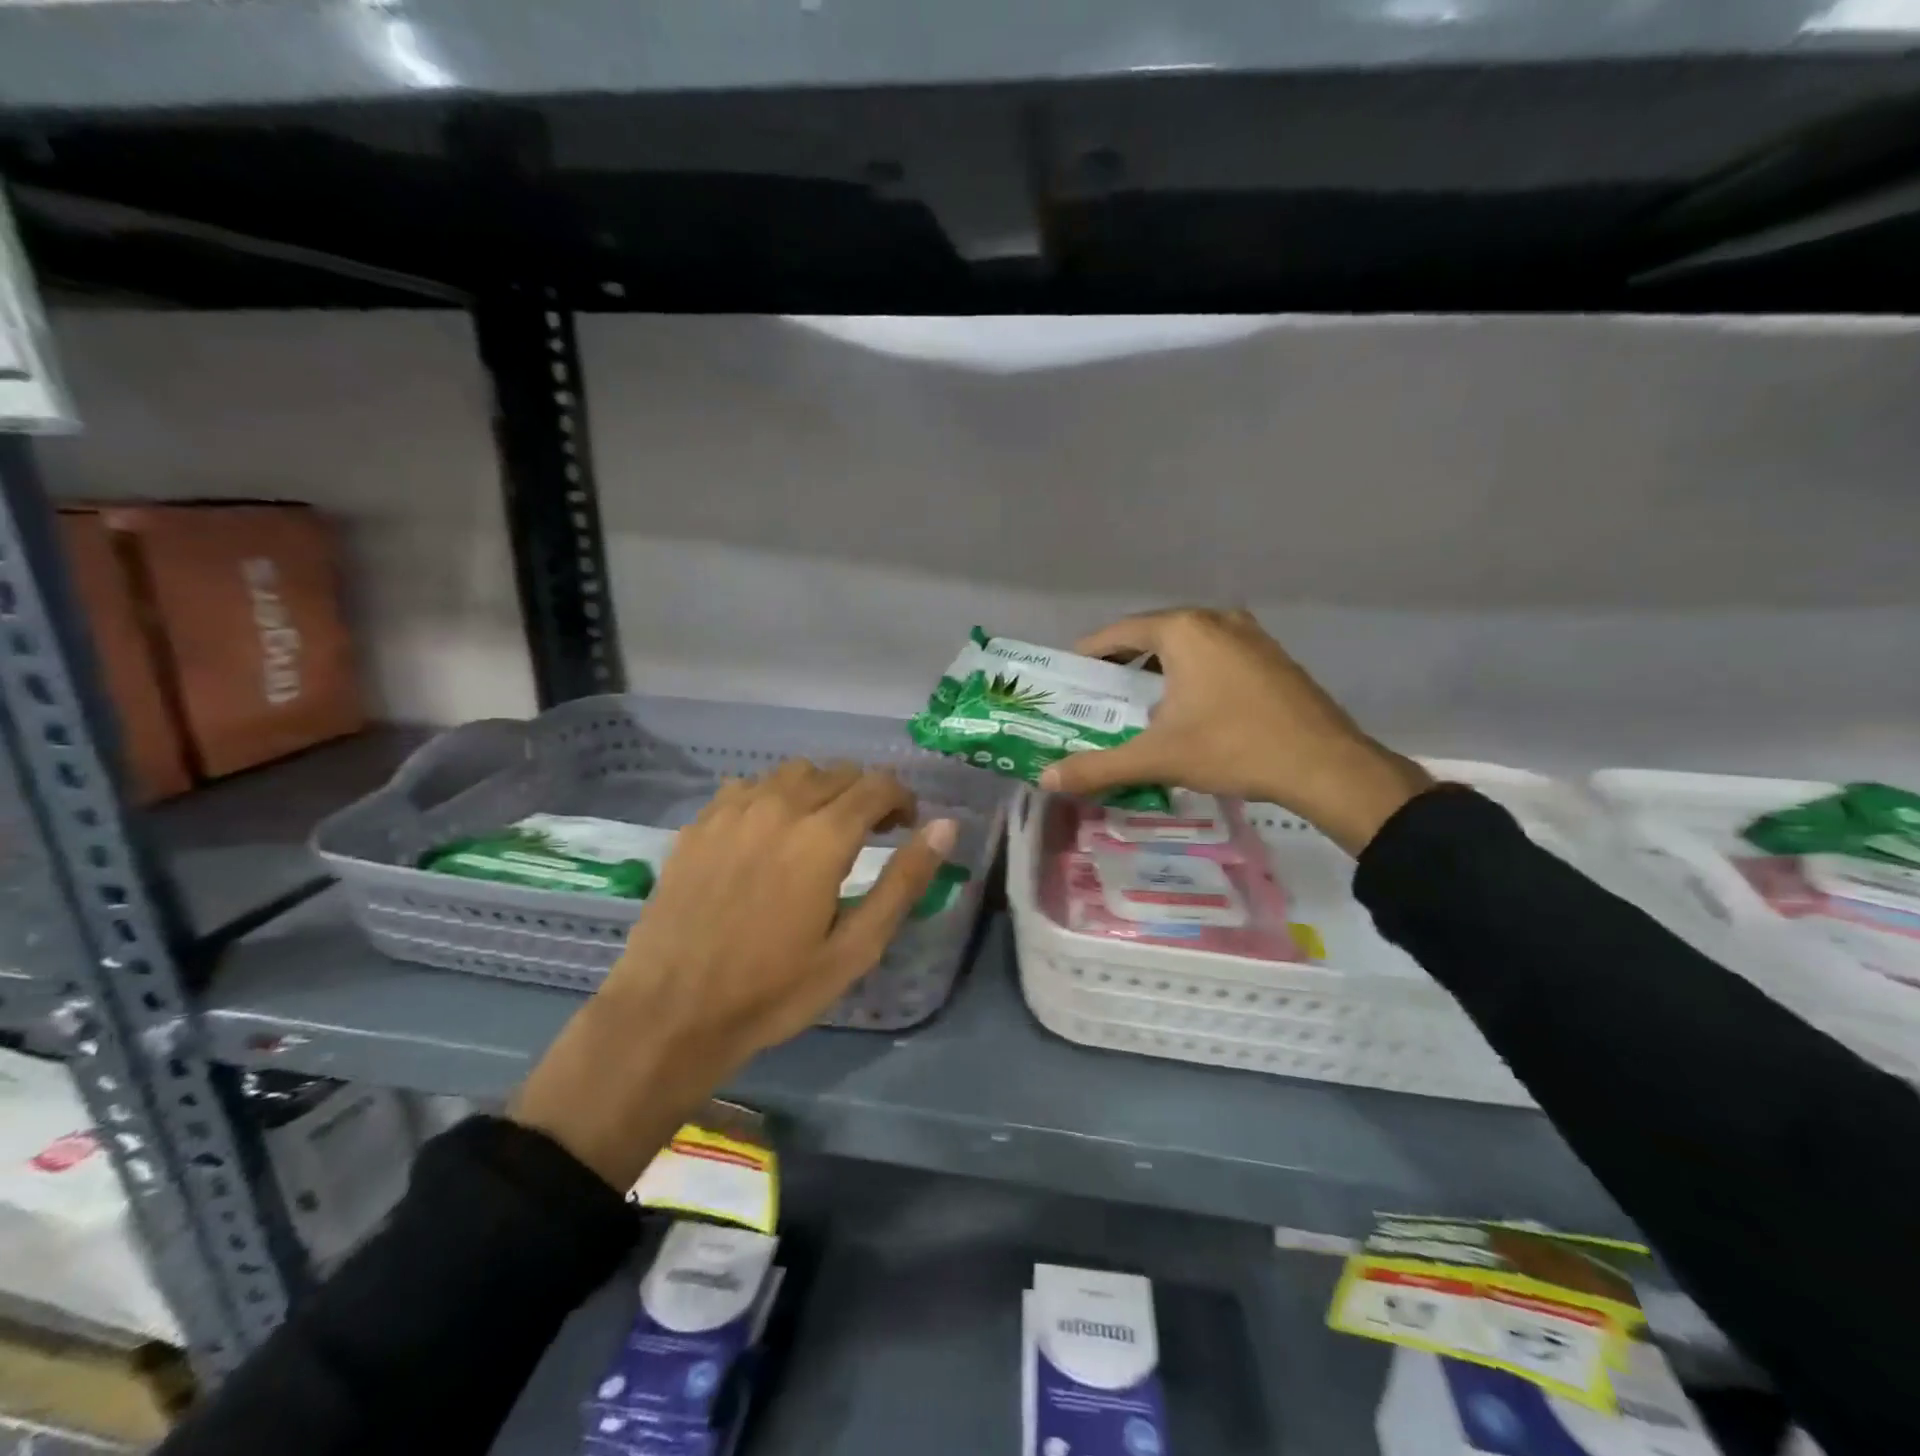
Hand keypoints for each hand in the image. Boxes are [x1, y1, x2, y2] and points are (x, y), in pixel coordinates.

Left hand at [512, 761, 957, 1188]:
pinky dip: (773, 796)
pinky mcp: (699, 824)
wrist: (670, 1013)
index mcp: (823, 836)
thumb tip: (946, 827)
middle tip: (871, 831)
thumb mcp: (855, 948)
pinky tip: (768, 833)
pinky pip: (748, 786)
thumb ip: (904, 881)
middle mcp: (779, 806)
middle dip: (865, 793)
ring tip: (821, 829)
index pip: (877, 786)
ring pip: (792, 772)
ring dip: (820, 790)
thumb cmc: (773, 991)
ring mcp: (732, 810)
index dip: (902, 798)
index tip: (907, 824)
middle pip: (838, 772)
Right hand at [1038, 607, 1432, 855]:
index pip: (1119, 633)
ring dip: (1158, 668)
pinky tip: (1187, 706)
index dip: (1089, 653)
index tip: (1069, 677)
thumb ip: (1098, 765)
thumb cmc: (1234, 748)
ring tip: (1137, 702)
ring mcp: (1249, 635)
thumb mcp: (1159, 757)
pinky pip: (1215, 654)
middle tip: (1098, 694)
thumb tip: (1046, 780)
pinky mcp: (1271, 656)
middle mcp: (1215, 620)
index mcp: (1184, 630)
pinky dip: (1190, 672)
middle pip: (1152, 635)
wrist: (1325, 765)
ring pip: (1187, 644)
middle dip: (1122, 663)